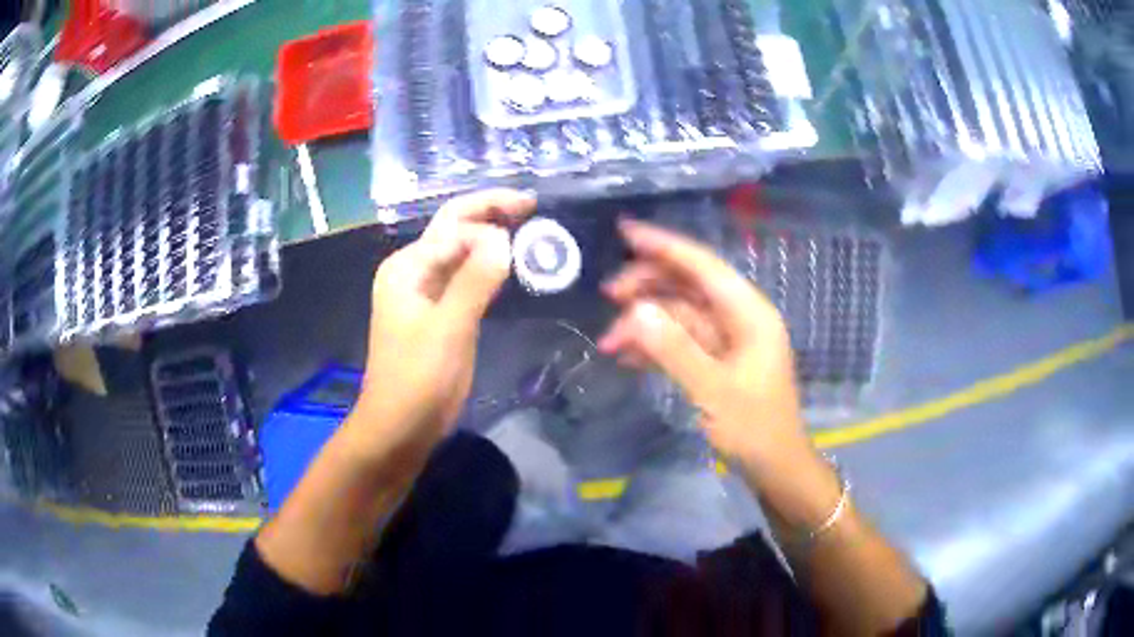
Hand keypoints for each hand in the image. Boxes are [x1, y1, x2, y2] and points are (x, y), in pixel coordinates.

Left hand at [356, 189, 535, 457]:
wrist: (399, 426)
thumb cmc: (417, 380)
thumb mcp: (448, 329)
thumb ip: (474, 280)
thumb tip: (503, 237)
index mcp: (407, 267)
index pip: (454, 227)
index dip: (491, 223)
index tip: (530, 233)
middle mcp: (413, 271)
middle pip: (455, 229)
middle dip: (490, 212)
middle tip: (532, 204)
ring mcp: (425, 292)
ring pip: (461, 253)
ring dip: (491, 238)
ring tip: (528, 228)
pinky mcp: (438, 313)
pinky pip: (465, 278)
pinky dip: (487, 267)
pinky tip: (509, 265)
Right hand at [598, 219, 808, 472]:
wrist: (776, 468)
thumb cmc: (754, 428)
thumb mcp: (713, 391)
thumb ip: (675, 350)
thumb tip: (635, 312)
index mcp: (749, 313)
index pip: (703, 266)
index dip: (664, 246)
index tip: (625, 230)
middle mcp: (740, 317)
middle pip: (689, 286)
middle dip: (648, 286)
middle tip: (608, 294)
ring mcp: (729, 340)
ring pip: (680, 315)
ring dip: (646, 323)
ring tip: (609, 341)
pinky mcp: (718, 361)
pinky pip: (682, 341)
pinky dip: (656, 345)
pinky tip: (627, 357)